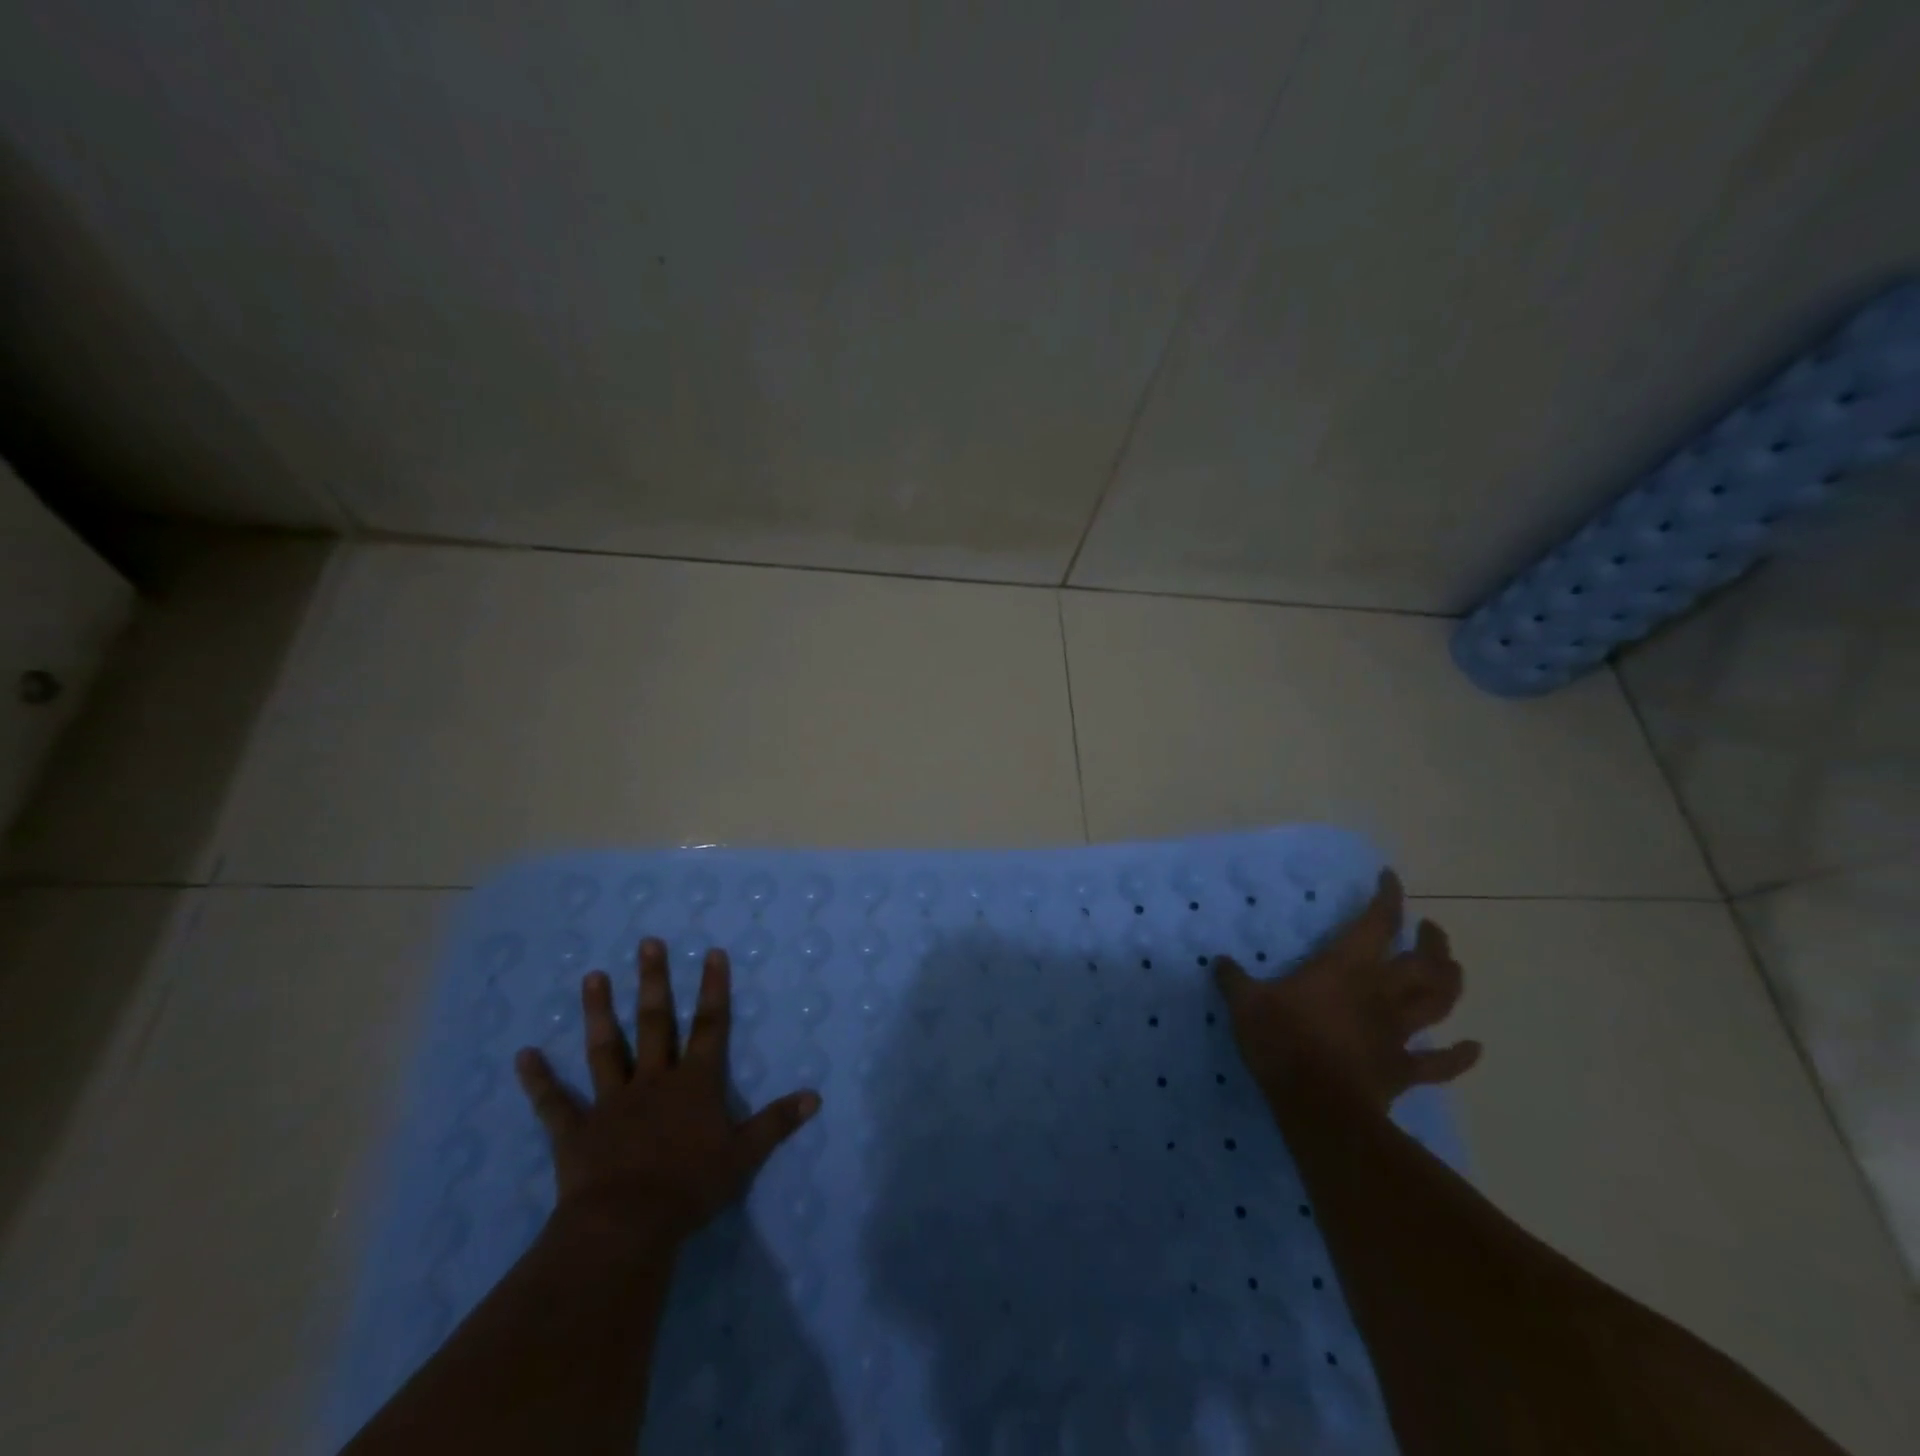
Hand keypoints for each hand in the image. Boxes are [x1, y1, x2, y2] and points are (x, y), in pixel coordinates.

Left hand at [513, 938, 820, 1249]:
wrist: (627, 1225)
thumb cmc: (690, 1187)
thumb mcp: (744, 1155)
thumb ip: (776, 1123)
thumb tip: (815, 1097)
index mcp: (694, 1083)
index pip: (710, 1026)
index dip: (713, 989)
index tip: (712, 952)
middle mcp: (653, 1080)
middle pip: (655, 1022)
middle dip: (654, 981)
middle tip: (647, 943)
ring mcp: (611, 1102)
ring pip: (606, 1048)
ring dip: (599, 1012)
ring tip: (593, 976)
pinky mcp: (577, 1130)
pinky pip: (555, 1103)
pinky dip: (538, 1080)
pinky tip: (523, 1055)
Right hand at [1214, 869, 1480, 1112]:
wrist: (1317, 1103)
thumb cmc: (1282, 1041)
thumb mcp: (1246, 1003)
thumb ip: (1234, 980)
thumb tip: (1218, 961)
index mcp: (1346, 967)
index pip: (1377, 922)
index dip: (1388, 897)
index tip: (1390, 879)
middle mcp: (1381, 992)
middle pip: (1424, 961)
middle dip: (1432, 941)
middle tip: (1430, 931)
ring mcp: (1398, 1031)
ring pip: (1440, 1001)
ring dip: (1450, 983)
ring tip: (1452, 969)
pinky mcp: (1404, 1068)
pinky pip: (1441, 1063)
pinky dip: (1460, 1056)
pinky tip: (1473, 1048)